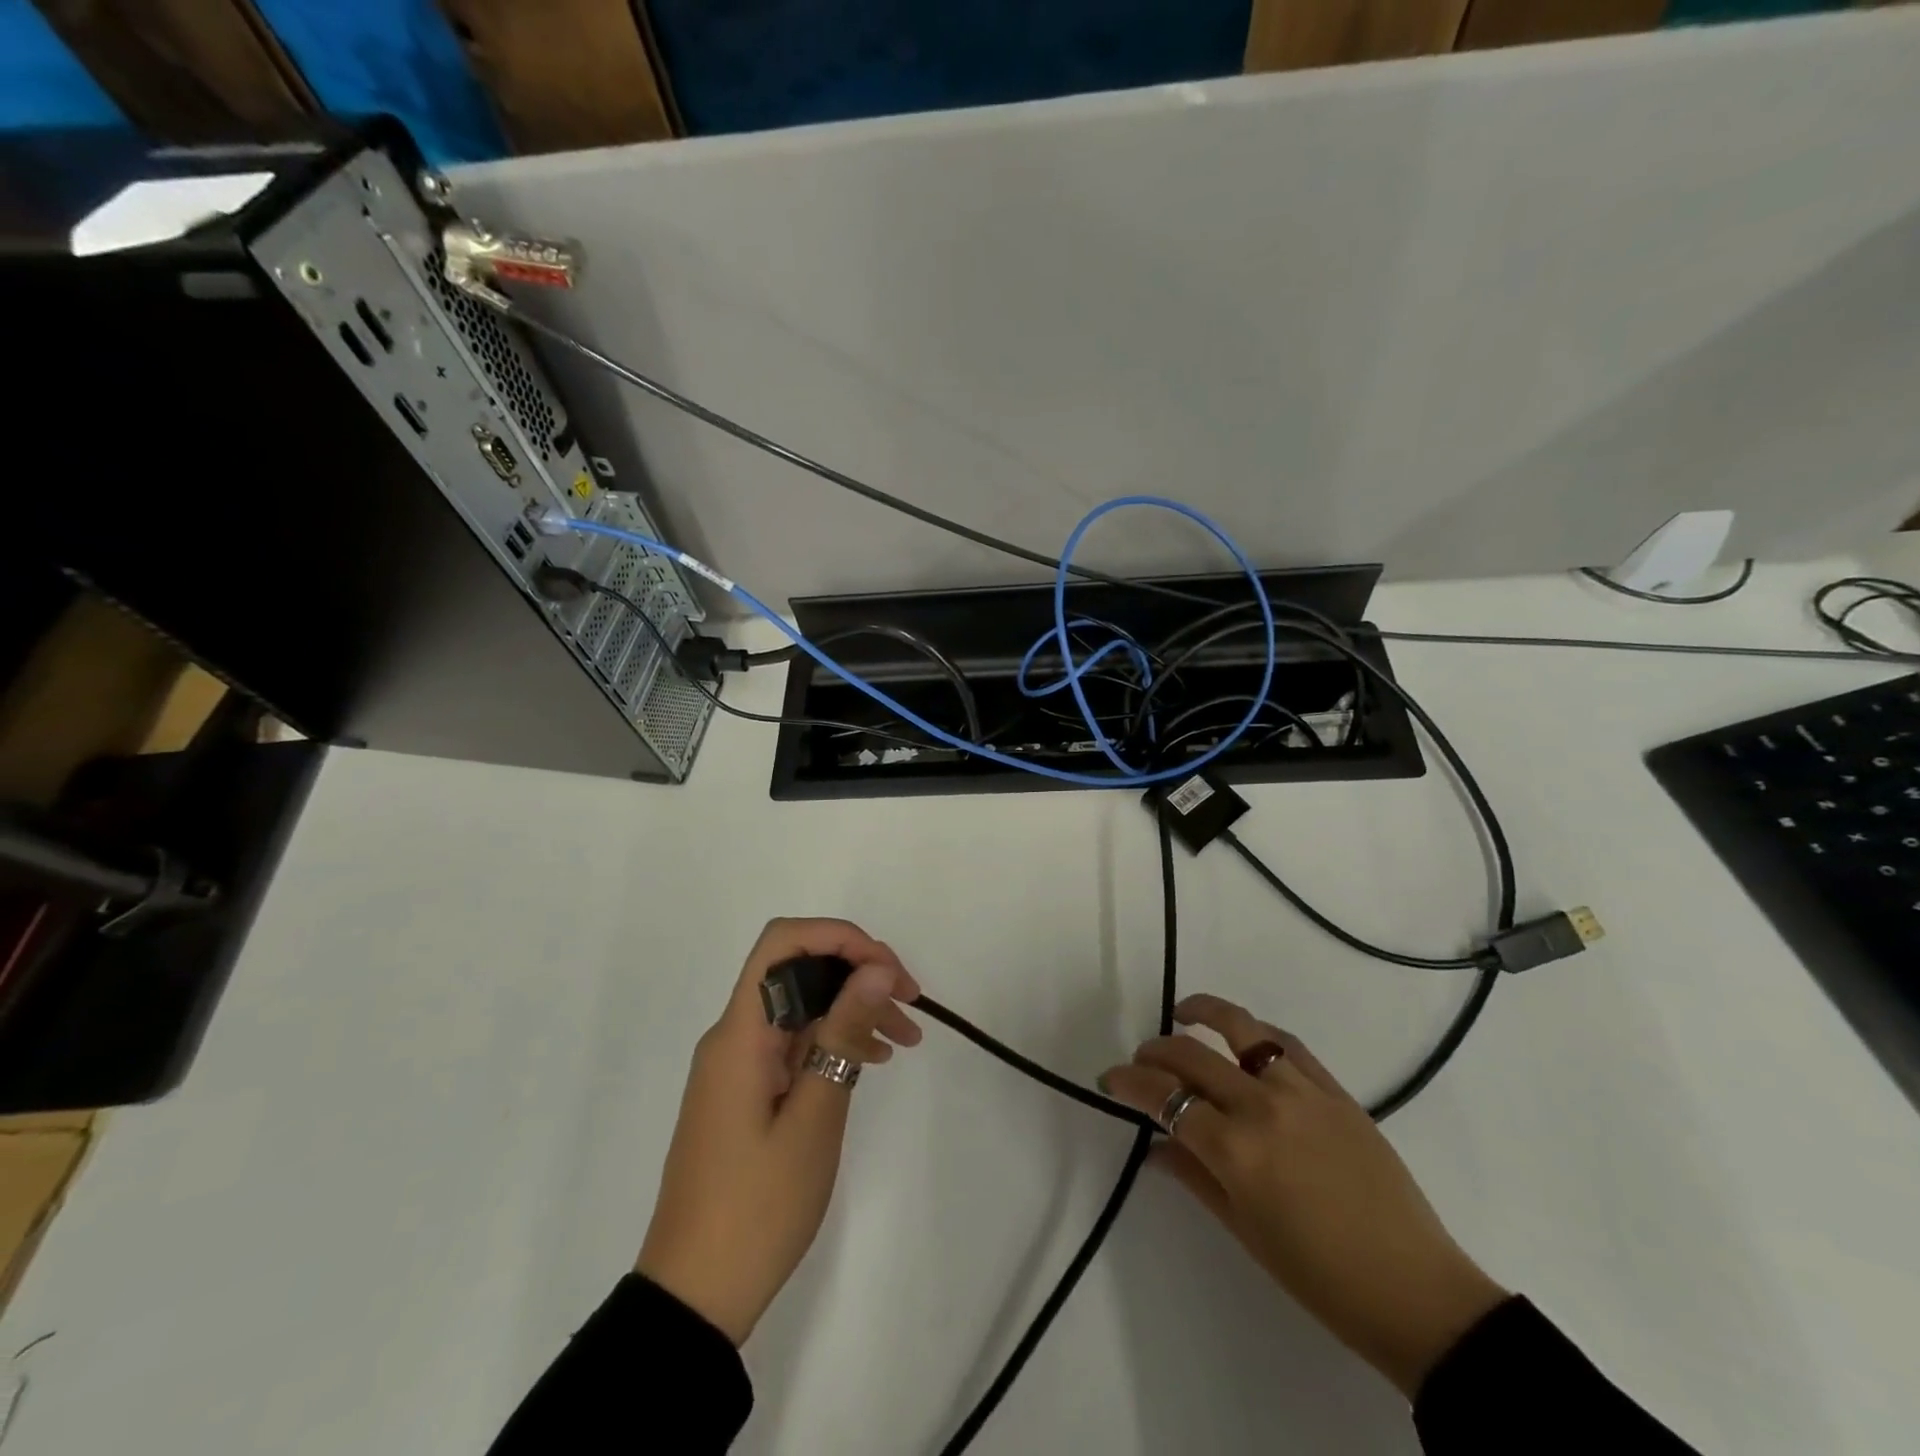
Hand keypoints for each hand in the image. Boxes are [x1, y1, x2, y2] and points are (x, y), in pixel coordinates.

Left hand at [636, 918, 921, 1345]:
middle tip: (910, 1002)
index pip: (783, 943)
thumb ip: (843, 1034)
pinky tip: (873, 1061)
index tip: (888, 971)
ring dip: (852, 1008)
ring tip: (906, 1039)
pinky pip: (794, 1043)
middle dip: (856, 972)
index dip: (839, 938)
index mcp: (740, 1034)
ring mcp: (738, 1065)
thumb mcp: (814, 1118)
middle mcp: (734, 1036)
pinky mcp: (746, 1092)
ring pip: (801, 1007)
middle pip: (797, 970)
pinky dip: (835, 1041)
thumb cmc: (757, 1208)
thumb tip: (875, 968)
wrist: (694, 1296)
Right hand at [1099, 993, 1506, 1397]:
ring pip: (1240, 1029)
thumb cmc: (1319, 1277)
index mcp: (1235, 1151)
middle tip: (1142, 1060)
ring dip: (1203, 1015)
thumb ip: (1193, 1176)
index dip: (1130, 1082)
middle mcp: (1262, 1108)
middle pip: (1192, 1056)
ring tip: (1184, 1013)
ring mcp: (1302, 1092)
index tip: (1111, 1078)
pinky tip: (1242, 1038)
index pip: (1165, 1097)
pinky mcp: (1336, 1090)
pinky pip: (1285, 1044)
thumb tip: (1154, 1145)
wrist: (1415, 1291)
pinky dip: (1255, 1032)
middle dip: (1155, 1052)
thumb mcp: (1244, 1231)